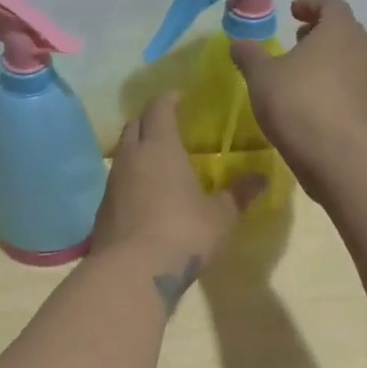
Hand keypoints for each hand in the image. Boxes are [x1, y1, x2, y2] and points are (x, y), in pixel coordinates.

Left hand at [91, 93, 266, 293]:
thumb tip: (263, 177)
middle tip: (169, 123)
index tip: (181, 97)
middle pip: (135, 124)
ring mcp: (113, 182)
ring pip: (124, 152)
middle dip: (151, 119)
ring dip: (139, 148)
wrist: (131, 271)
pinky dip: (132, 177)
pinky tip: (146, 193)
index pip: (159, 108)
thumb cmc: (183, 232)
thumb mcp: (221, 215)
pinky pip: (118, 180)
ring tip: (159, 158)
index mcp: (160, 146)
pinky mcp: (103, 208)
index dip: (169, 99)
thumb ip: (239, 194)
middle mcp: (132, 156)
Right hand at [230, 0, 366, 197]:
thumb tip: (238, 42)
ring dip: (331, 62)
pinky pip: (356, 88)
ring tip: (305, 75)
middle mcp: (364, 49)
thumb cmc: (298, 103)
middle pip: (345, 31)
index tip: (293, 12)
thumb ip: (249, 55)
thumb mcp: (261, 77)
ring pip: (353, 60)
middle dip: (321, 33)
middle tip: (298, 41)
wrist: (341, 155)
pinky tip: (317, 104)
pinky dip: (338, 87)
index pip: (331, 5)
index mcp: (339, 30)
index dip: (311, 5)